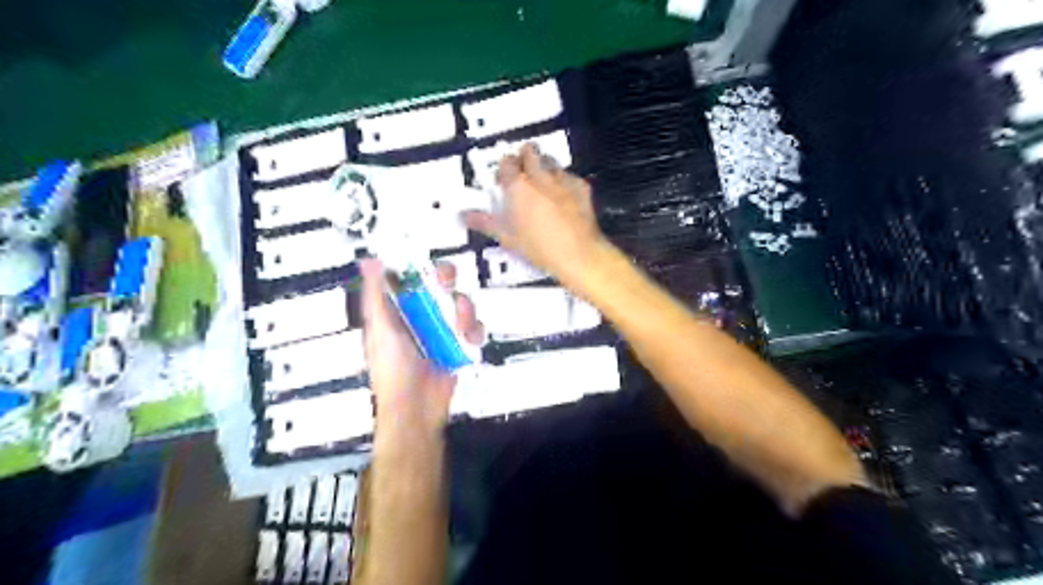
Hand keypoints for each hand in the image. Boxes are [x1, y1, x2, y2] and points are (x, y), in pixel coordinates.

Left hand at [361, 257, 481, 435]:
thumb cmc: (393, 370)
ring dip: (464, 310)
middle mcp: (421, 317)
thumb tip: (369, 261)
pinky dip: (475, 330)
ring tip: (460, 325)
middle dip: (447, 282)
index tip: (425, 264)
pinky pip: (473, 327)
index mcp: (398, 311)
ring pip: (460, 304)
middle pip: (440, 286)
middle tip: (447, 286)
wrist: (417, 408)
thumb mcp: (380, 329)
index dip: (420, 267)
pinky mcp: (459, 345)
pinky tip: (468, 338)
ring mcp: (442, 330)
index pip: (411, 279)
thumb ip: (375, 295)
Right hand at [466, 143, 611, 290]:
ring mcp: (563, 179)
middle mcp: (540, 176)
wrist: (578, 254)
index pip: (506, 163)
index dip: (503, 169)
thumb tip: (462, 216)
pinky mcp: (582, 186)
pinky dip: (564, 181)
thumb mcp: (508, 238)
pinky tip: (563, 197)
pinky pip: (569, 175)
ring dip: (544, 166)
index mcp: (518, 186)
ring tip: (542, 184)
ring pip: (550, 160)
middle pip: (529, 151)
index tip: (503, 181)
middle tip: (522, 175)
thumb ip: (485, 223)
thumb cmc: (539, 248)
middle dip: (524, 157)